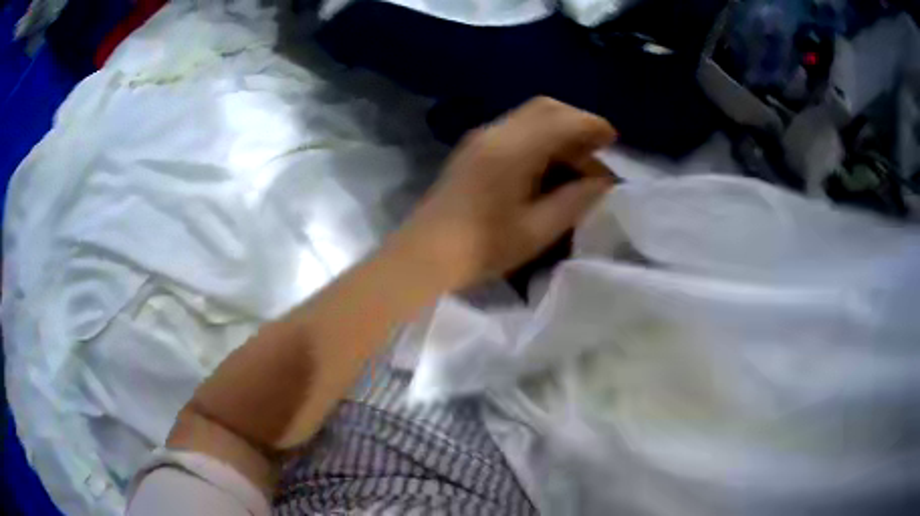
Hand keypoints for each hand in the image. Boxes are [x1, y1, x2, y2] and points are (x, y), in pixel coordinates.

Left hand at [395, 97, 616, 290]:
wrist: (425, 254)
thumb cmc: (482, 248)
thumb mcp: (538, 229)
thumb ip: (575, 200)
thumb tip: (602, 181)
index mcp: (513, 149)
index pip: (562, 120)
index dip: (593, 126)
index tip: (613, 140)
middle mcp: (496, 132)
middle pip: (545, 107)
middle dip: (577, 121)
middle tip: (597, 149)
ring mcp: (480, 137)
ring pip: (530, 116)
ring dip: (558, 129)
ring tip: (577, 160)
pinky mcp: (473, 148)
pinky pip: (516, 128)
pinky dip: (540, 136)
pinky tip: (548, 164)